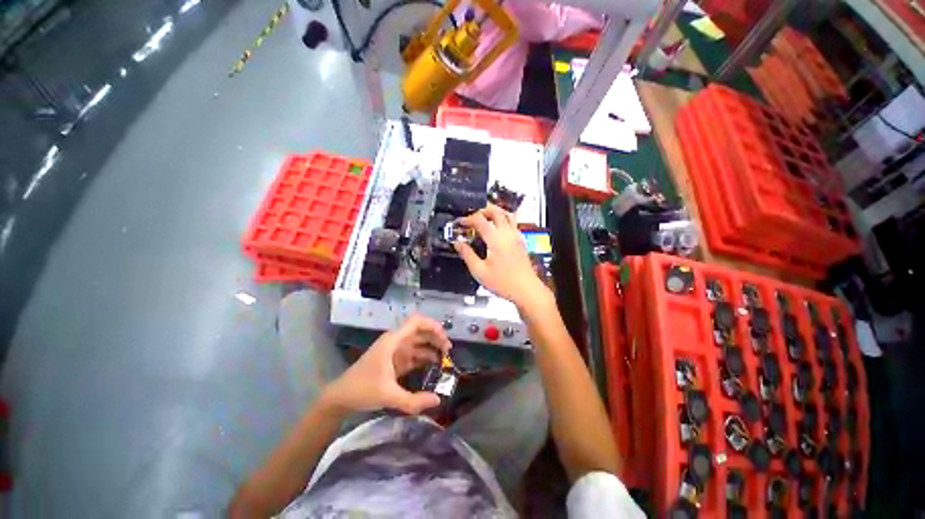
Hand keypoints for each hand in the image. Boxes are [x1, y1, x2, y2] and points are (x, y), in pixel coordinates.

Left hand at [321, 315, 451, 414]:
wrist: (340, 398)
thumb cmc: (362, 389)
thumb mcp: (388, 395)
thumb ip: (413, 401)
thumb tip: (438, 401)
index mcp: (393, 341)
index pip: (416, 322)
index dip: (432, 325)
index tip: (445, 337)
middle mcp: (396, 342)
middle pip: (420, 332)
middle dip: (435, 338)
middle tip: (449, 350)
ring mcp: (395, 351)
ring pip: (418, 343)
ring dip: (431, 348)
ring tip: (445, 359)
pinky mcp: (394, 361)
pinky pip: (413, 355)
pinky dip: (424, 358)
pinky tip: (433, 366)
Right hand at [453, 204, 552, 311]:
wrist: (526, 290)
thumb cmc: (503, 282)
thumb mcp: (479, 271)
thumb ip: (467, 254)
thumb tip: (458, 243)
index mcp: (496, 239)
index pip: (480, 220)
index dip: (467, 219)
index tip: (459, 223)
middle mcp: (507, 233)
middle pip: (496, 211)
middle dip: (481, 210)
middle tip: (471, 216)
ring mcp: (516, 236)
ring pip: (507, 214)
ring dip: (494, 212)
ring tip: (483, 218)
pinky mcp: (521, 241)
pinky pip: (512, 223)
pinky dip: (503, 219)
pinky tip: (496, 229)